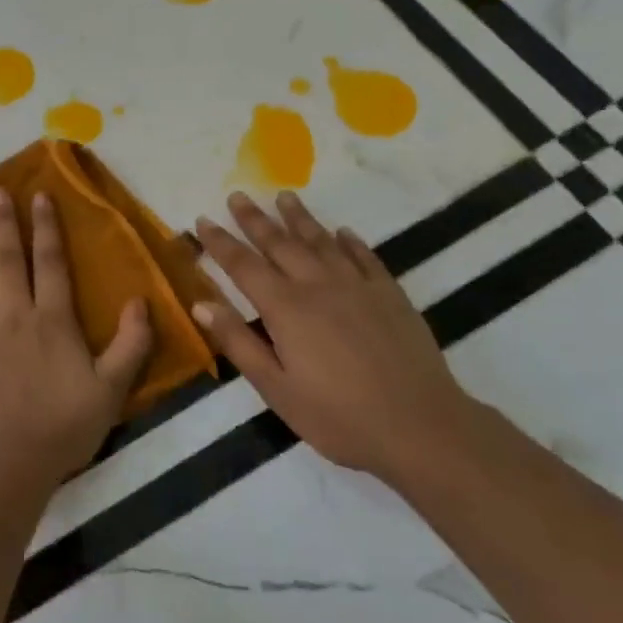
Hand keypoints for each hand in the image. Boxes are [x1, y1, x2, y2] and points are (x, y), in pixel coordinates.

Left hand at [0, 188, 155, 485]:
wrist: (12, 463)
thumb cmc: (64, 425)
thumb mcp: (112, 388)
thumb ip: (131, 343)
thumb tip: (140, 300)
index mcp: (51, 320)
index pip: (50, 263)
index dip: (47, 228)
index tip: (39, 195)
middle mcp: (13, 317)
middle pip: (8, 262)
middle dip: (4, 225)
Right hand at [191, 191, 471, 484]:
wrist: (421, 427)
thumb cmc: (339, 416)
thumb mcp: (276, 389)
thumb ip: (238, 342)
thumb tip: (201, 304)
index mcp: (285, 308)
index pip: (243, 265)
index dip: (220, 242)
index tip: (202, 219)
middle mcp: (318, 285)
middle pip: (280, 243)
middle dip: (255, 219)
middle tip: (238, 195)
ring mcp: (357, 286)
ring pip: (321, 241)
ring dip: (300, 218)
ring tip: (285, 197)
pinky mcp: (390, 294)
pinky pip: (364, 257)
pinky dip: (350, 241)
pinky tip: (343, 232)